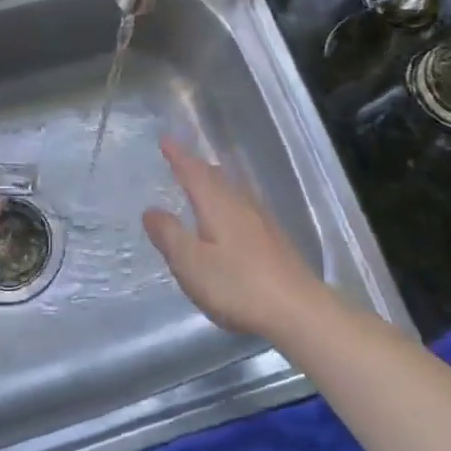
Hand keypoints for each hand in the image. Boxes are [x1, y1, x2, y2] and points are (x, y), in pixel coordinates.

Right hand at [143, 138, 338, 345]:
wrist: (299, 311)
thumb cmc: (238, 285)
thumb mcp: (191, 263)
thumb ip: (169, 235)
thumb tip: (151, 210)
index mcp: (217, 205)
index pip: (193, 172)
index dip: (178, 155)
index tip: (165, 139)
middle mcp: (241, 205)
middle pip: (216, 177)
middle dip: (196, 166)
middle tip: (180, 159)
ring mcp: (262, 222)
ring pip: (232, 191)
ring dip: (214, 182)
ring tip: (202, 183)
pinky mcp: (274, 241)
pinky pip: (244, 207)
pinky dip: (228, 202)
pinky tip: (231, 217)